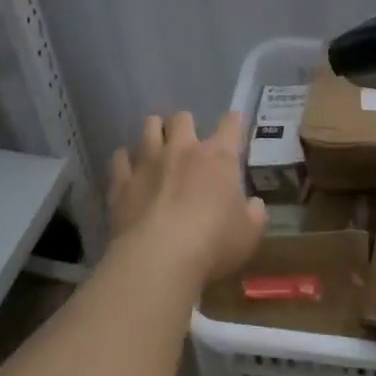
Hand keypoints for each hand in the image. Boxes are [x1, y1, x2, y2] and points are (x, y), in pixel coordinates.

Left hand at [108, 110, 265, 284]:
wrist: (159, 257)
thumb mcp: (249, 233)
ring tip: (157, 145)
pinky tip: (129, 168)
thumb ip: (254, 214)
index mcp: (218, 157)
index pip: (230, 125)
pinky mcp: (122, 181)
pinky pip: (120, 157)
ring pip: (149, 127)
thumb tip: (254, 205)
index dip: (234, 121)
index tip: (234, 122)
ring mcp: (148, 162)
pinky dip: (126, 159)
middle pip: (182, 118)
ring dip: (155, 132)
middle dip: (185, 124)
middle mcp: (182, 149)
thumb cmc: (214, 243)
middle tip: (188, 141)